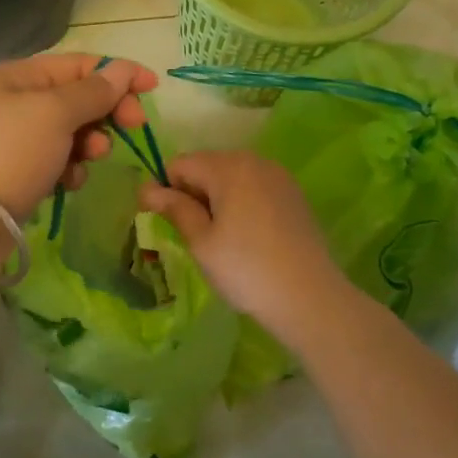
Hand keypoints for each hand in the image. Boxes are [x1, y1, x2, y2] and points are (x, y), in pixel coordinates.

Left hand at [0, 54, 158, 223]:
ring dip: (89, 142)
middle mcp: (13, 102)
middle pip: (75, 97)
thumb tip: (122, 70)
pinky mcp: (15, 174)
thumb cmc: (9, 153)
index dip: (118, 72)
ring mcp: (12, 140)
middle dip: (105, 111)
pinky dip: (68, 169)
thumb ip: (93, 91)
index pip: (78, 64)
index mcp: (17, 76)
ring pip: (68, 132)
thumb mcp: (55, 113)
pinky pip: (55, 162)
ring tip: (92, 157)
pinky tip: (68, 183)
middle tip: (132, 127)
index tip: (153, 88)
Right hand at [139, 151, 351, 346]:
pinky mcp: (293, 193)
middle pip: (206, 165)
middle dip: (193, 192)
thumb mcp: (201, 242)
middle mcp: (254, 160)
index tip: (165, 222)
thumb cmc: (246, 269)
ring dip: (217, 198)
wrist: (310, 297)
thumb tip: (147, 188)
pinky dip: (241, 202)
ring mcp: (278, 175)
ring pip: (231, 176)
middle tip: (194, 235)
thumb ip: (174, 208)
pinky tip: (247, 236)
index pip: (179, 164)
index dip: (165, 189)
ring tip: (221, 238)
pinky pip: (254, 187)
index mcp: (227, 166)